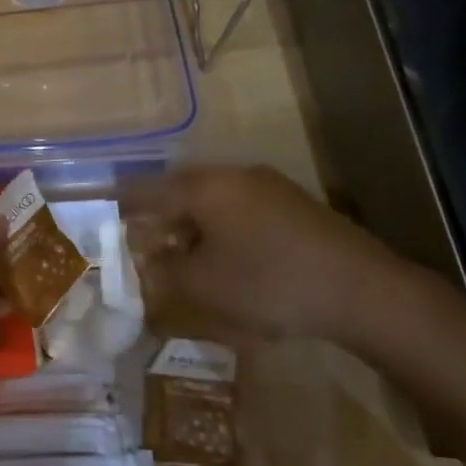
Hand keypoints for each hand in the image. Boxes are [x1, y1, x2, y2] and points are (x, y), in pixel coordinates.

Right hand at [121, 165, 419, 348]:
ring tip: (181, 256)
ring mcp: (267, 187)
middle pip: (181, 191)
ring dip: (190, 225)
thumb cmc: (268, 282)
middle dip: (158, 217)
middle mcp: (233, 176)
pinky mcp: (292, 205)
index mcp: (205, 187)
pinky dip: (220, 229)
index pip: (148, 189)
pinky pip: (239, 210)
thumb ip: (165, 273)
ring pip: (212, 200)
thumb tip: (145, 264)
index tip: (104, 216)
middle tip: (142, 244)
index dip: (122, 204)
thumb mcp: (204, 286)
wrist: (361, 289)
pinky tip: (224, 258)